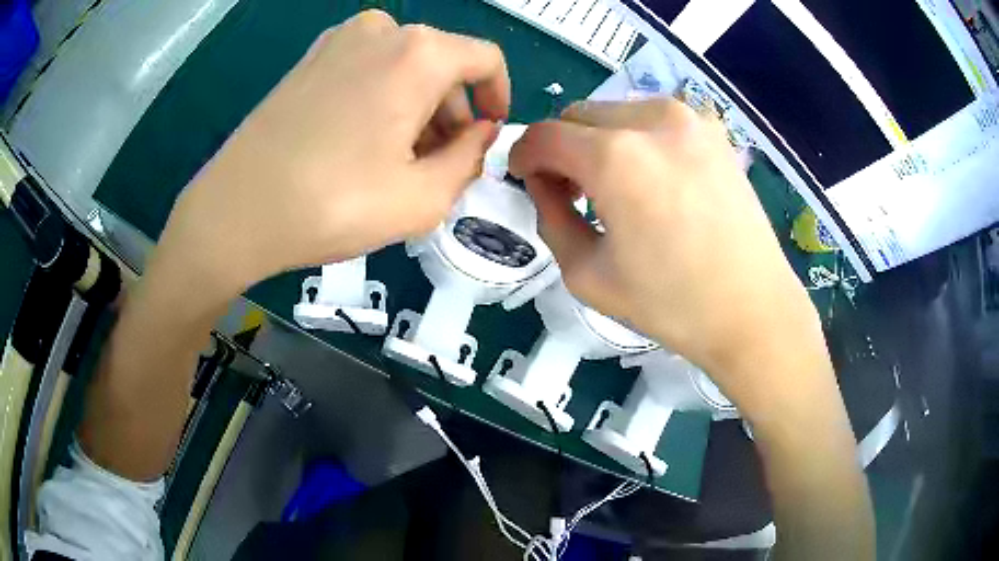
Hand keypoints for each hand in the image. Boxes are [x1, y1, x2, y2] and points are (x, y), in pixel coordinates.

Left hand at [157, 10, 508, 297]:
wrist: (235, 211)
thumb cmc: (332, 204)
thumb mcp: (423, 197)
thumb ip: (470, 158)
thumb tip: (481, 133)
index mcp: (418, 53)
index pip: (486, 59)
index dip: (497, 97)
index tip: (486, 136)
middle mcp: (381, 30)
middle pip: (442, 65)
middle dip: (450, 114)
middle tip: (437, 166)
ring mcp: (338, 40)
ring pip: (404, 67)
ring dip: (416, 109)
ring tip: (397, 163)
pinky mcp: (309, 60)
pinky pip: (368, 70)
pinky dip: (382, 99)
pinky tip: (362, 144)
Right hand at [509, 99, 820, 400]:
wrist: (753, 310)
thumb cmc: (671, 304)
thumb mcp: (587, 274)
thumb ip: (549, 217)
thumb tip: (543, 183)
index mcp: (616, 157)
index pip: (544, 135)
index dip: (524, 156)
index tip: (525, 179)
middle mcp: (652, 120)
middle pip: (578, 115)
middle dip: (562, 148)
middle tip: (572, 191)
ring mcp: (689, 119)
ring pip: (616, 112)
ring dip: (599, 141)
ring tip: (615, 188)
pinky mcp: (713, 130)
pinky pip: (653, 120)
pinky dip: (637, 140)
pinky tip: (652, 180)